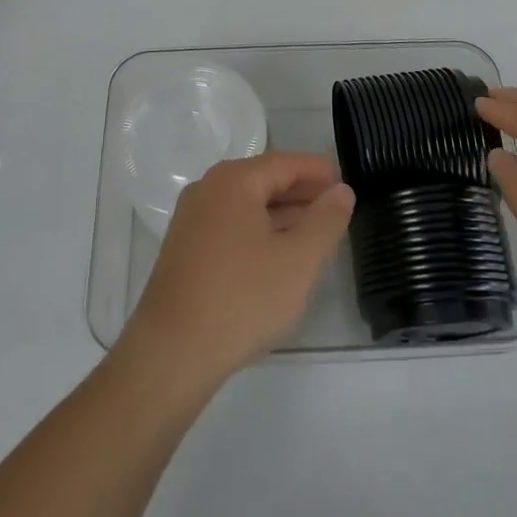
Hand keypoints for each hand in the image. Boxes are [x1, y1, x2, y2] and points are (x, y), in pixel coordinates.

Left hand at [121, 151, 354, 387]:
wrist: (171, 353)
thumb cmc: (242, 298)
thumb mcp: (298, 260)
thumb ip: (325, 220)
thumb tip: (341, 190)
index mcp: (233, 181)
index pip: (285, 163)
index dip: (317, 171)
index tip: (345, 182)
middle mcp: (208, 189)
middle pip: (263, 181)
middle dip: (301, 193)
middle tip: (336, 209)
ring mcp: (191, 220)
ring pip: (247, 206)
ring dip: (281, 215)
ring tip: (315, 235)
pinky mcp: (185, 250)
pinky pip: (231, 227)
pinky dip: (259, 233)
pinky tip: (278, 258)